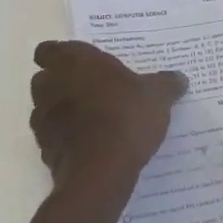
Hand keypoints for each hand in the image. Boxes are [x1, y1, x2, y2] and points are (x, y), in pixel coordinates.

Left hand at [29, 41, 186, 192]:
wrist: (99, 172)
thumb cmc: (125, 117)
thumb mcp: (157, 96)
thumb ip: (167, 83)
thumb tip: (179, 78)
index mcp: (74, 61)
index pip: (49, 49)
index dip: (62, 56)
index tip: (83, 64)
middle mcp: (51, 84)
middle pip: (46, 77)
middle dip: (63, 81)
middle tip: (94, 88)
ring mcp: (42, 118)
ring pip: (45, 107)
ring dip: (62, 109)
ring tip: (92, 118)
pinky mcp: (43, 148)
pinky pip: (52, 135)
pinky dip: (64, 136)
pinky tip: (89, 143)